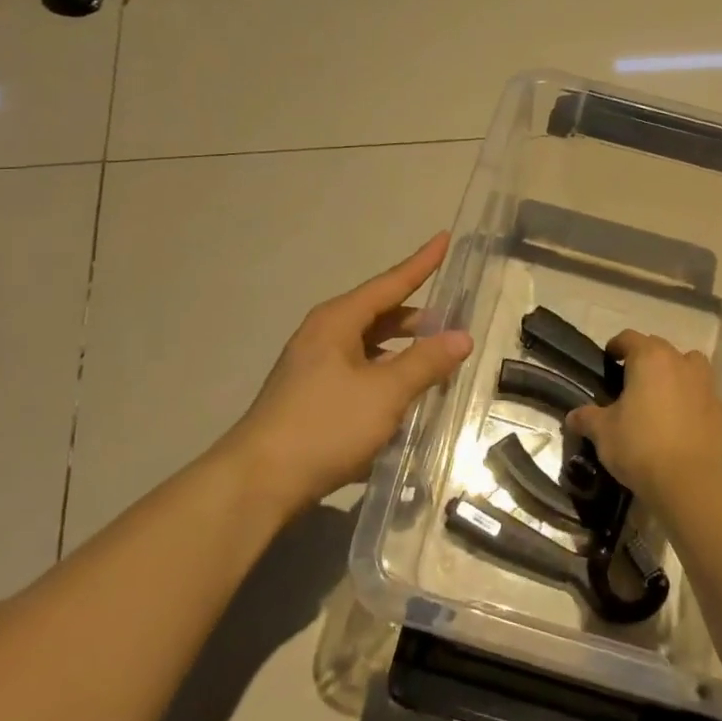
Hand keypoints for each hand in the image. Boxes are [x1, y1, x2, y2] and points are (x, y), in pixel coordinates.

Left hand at [224, 233, 473, 513]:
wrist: (259, 480)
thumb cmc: (325, 425)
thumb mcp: (385, 392)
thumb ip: (425, 362)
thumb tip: (462, 336)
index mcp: (337, 321)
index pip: (389, 283)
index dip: (420, 263)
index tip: (444, 239)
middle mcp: (324, 335)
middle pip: (379, 315)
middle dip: (417, 318)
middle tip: (454, 325)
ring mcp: (314, 367)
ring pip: (370, 347)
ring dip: (402, 351)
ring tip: (436, 362)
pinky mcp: (312, 396)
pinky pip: (359, 373)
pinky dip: (385, 376)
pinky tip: (403, 397)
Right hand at [566, 331, 721, 504]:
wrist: (689, 482)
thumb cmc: (639, 446)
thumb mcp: (603, 432)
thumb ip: (587, 418)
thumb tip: (573, 416)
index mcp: (650, 359)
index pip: (630, 338)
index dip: (616, 346)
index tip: (608, 359)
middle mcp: (681, 363)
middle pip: (660, 348)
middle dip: (645, 359)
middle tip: (630, 381)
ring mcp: (706, 386)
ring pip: (691, 365)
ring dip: (677, 372)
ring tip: (662, 394)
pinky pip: (705, 395)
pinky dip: (694, 400)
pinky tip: (683, 421)